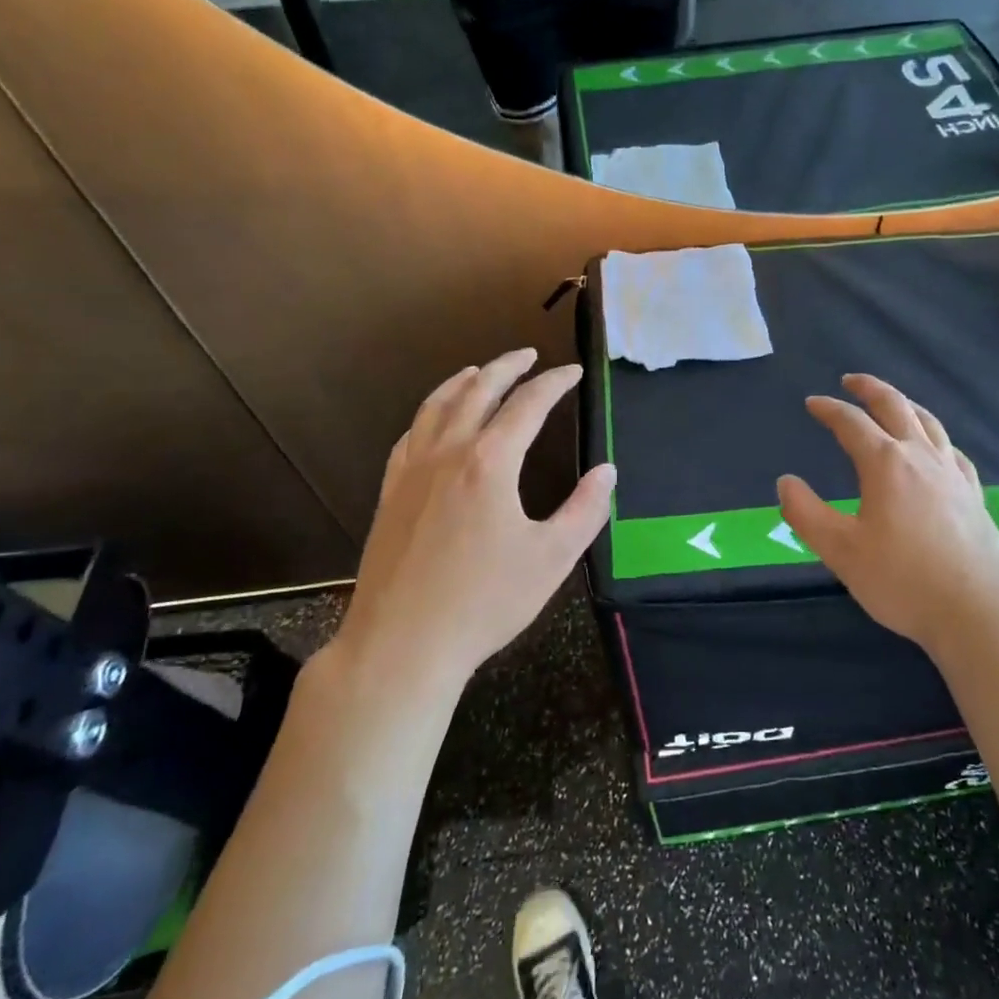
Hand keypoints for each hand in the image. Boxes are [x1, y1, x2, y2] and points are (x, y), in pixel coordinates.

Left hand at [336, 348, 614, 682]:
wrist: (402, 644)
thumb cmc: (484, 602)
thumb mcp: (552, 559)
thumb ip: (585, 510)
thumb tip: (607, 471)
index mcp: (490, 462)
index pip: (528, 404)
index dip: (555, 383)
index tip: (573, 373)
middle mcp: (448, 452)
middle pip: (478, 391)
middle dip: (507, 366)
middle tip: (529, 355)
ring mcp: (412, 470)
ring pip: (438, 406)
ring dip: (464, 381)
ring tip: (480, 370)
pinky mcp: (390, 491)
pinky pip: (410, 434)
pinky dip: (429, 413)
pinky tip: (435, 419)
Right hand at [776, 374, 998, 655]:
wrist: (979, 612)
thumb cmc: (903, 580)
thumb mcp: (841, 551)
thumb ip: (806, 514)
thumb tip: (785, 482)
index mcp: (885, 463)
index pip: (851, 422)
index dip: (829, 409)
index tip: (812, 403)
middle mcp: (921, 457)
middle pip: (895, 406)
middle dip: (870, 388)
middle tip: (851, 381)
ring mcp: (952, 473)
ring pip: (928, 422)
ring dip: (905, 403)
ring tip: (892, 401)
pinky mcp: (973, 494)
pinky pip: (952, 450)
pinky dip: (935, 437)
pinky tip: (936, 448)